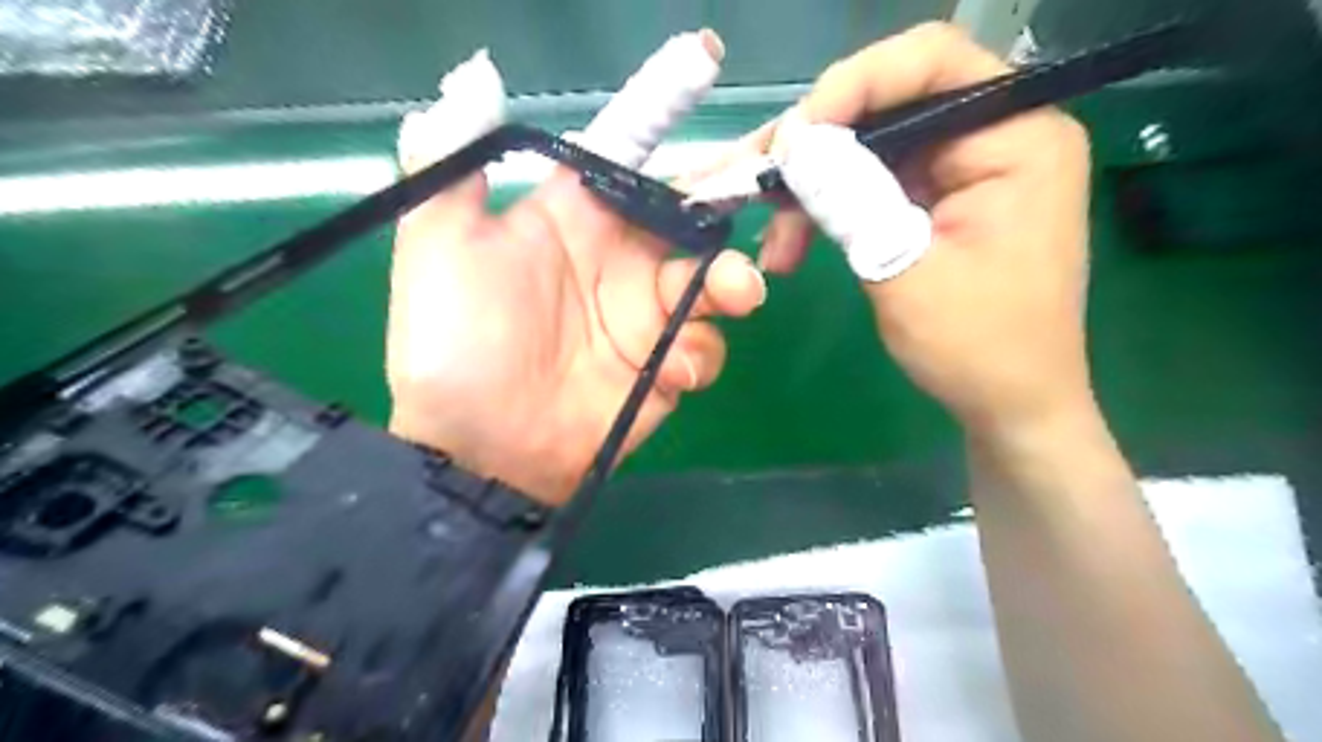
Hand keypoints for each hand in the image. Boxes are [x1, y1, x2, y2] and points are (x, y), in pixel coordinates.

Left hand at [387, 32, 765, 504]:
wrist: (478, 447)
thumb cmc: (457, 343)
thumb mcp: (438, 246)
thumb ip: (454, 164)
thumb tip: (475, 80)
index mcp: (574, 220)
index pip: (628, 153)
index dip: (662, 107)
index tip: (704, 61)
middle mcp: (618, 261)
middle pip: (690, 216)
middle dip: (727, 202)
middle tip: (762, 190)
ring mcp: (645, 318)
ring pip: (713, 282)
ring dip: (732, 283)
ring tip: (735, 294)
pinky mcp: (662, 369)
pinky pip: (703, 348)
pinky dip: (700, 354)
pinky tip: (670, 373)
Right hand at [714, 23, 1095, 436]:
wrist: (1008, 406)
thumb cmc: (976, 347)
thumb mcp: (904, 269)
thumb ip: (850, 198)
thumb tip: (793, 141)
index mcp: (1017, 138)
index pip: (932, 64)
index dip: (854, 84)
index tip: (793, 137)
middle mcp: (995, 137)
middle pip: (891, 104)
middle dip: (818, 146)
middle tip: (759, 181)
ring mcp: (965, 171)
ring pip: (870, 149)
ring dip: (814, 188)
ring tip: (772, 237)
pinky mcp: (939, 202)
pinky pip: (873, 185)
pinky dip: (830, 210)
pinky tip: (793, 244)